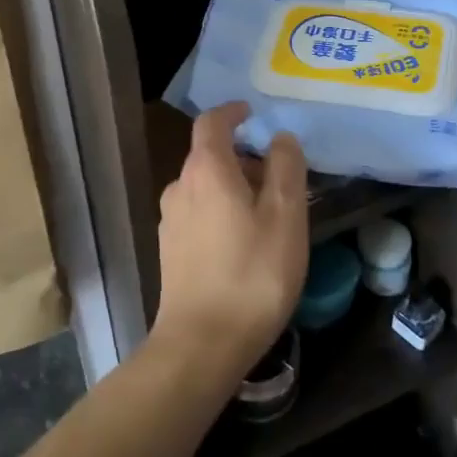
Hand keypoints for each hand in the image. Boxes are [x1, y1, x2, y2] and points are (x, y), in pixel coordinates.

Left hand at [154, 103, 308, 383]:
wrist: (201, 344)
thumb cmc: (252, 274)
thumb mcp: (285, 216)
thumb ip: (286, 168)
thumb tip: (280, 139)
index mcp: (206, 170)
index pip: (212, 122)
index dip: (233, 112)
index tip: (254, 113)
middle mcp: (180, 186)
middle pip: (210, 155)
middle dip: (244, 157)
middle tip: (280, 178)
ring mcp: (170, 220)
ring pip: (205, 187)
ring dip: (234, 187)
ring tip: (269, 213)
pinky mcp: (170, 250)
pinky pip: (199, 213)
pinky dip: (222, 210)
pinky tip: (245, 242)